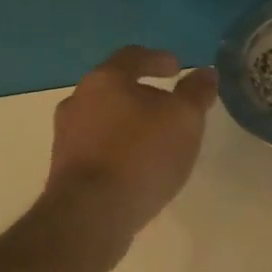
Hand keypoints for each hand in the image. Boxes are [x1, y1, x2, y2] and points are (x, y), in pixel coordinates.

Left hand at [45, 46, 217, 242]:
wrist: (90, 215)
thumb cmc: (140, 155)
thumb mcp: (183, 119)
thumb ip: (196, 93)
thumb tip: (206, 73)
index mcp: (104, 80)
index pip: (132, 56)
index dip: (157, 59)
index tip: (177, 68)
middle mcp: (78, 100)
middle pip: (114, 87)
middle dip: (144, 94)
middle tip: (170, 106)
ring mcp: (67, 136)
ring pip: (104, 118)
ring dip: (129, 123)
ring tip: (156, 140)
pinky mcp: (65, 169)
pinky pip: (97, 147)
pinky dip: (119, 148)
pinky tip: (137, 166)